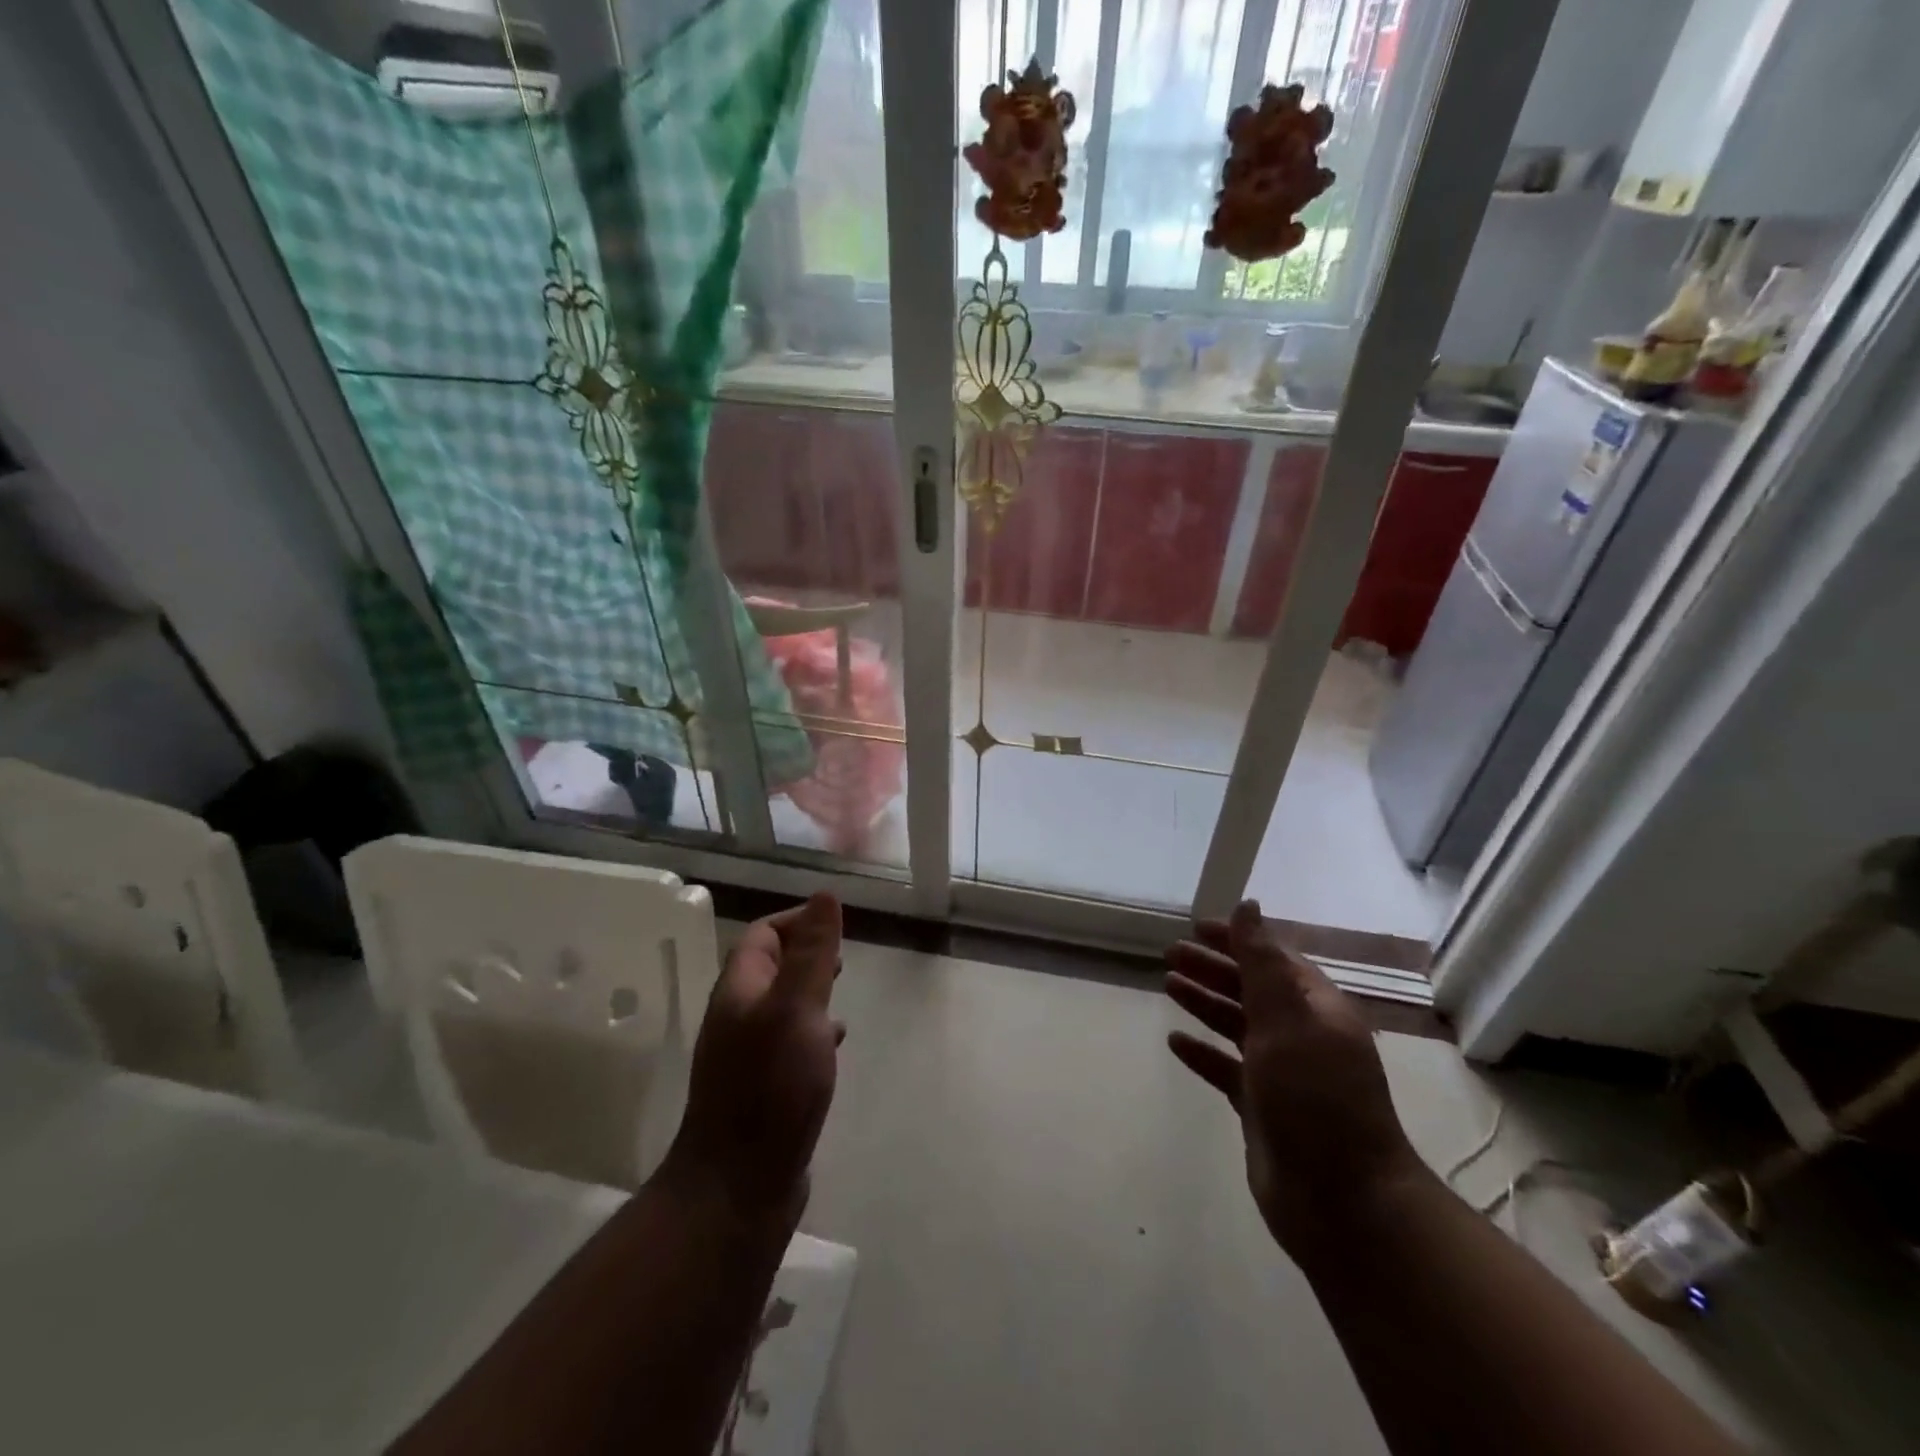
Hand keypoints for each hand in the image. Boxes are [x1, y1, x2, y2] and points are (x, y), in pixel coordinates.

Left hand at [658, 893, 843, 1228]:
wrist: (738, 1185)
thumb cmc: (770, 1086)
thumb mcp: (798, 1008)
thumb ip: (813, 952)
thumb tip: (824, 895)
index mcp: (740, 991)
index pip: (762, 936)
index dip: (796, 920)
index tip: (835, 924)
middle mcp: (738, 1018)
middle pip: (769, 968)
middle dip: (805, 954)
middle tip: (842, 957)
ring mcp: (747, 1057)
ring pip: (781, 1006)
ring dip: (810, 992)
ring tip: (842, 994)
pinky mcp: (762, 1089)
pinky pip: (788, 1043)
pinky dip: (813, 1031)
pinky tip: (833, 1044)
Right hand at [1165, 899, 1424, 1256]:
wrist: (1343, 1202)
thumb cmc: (1315, 1098)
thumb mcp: (1287, 1021)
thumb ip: (1262, 962)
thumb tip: (1248, 905)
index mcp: (1316, 1009)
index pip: (1273, 960)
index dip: (1236, 940)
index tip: (1196, 928)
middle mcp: (1301, 1036)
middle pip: (1251, 989)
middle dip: (1213, 968)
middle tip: (1170, 954)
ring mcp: (1282, 1074)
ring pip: (1237, 1026)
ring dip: (1205, 1003)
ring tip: (1168, 985)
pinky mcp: (1263, 1109)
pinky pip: (1227, 1069)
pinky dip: (1203, 1053)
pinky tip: (1175, 1042)